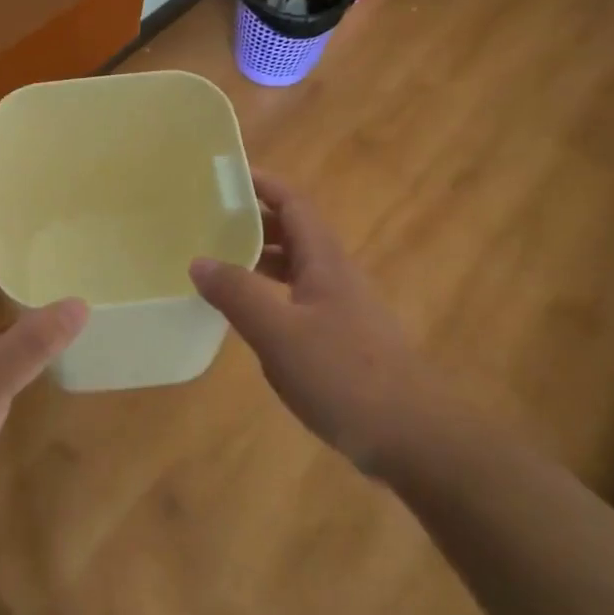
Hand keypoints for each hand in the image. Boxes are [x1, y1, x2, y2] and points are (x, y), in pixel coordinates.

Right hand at [190, 172, 427, 469]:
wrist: (414, 438)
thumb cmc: (345, 375)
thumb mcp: (280, 334)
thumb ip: (238, 294)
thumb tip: (198, 260)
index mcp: (324, 262)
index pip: (293, 203)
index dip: (262, 184)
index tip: (223, 176)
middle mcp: (335, 276)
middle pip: (293, 232)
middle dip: (252, 220)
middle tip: (206, 220)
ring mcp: (341, 310)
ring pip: (295, 269)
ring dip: (259, 259)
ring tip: (216, 263)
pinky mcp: (341, 341)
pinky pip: (297, 301)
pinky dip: (269, 295)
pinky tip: (248, 317)